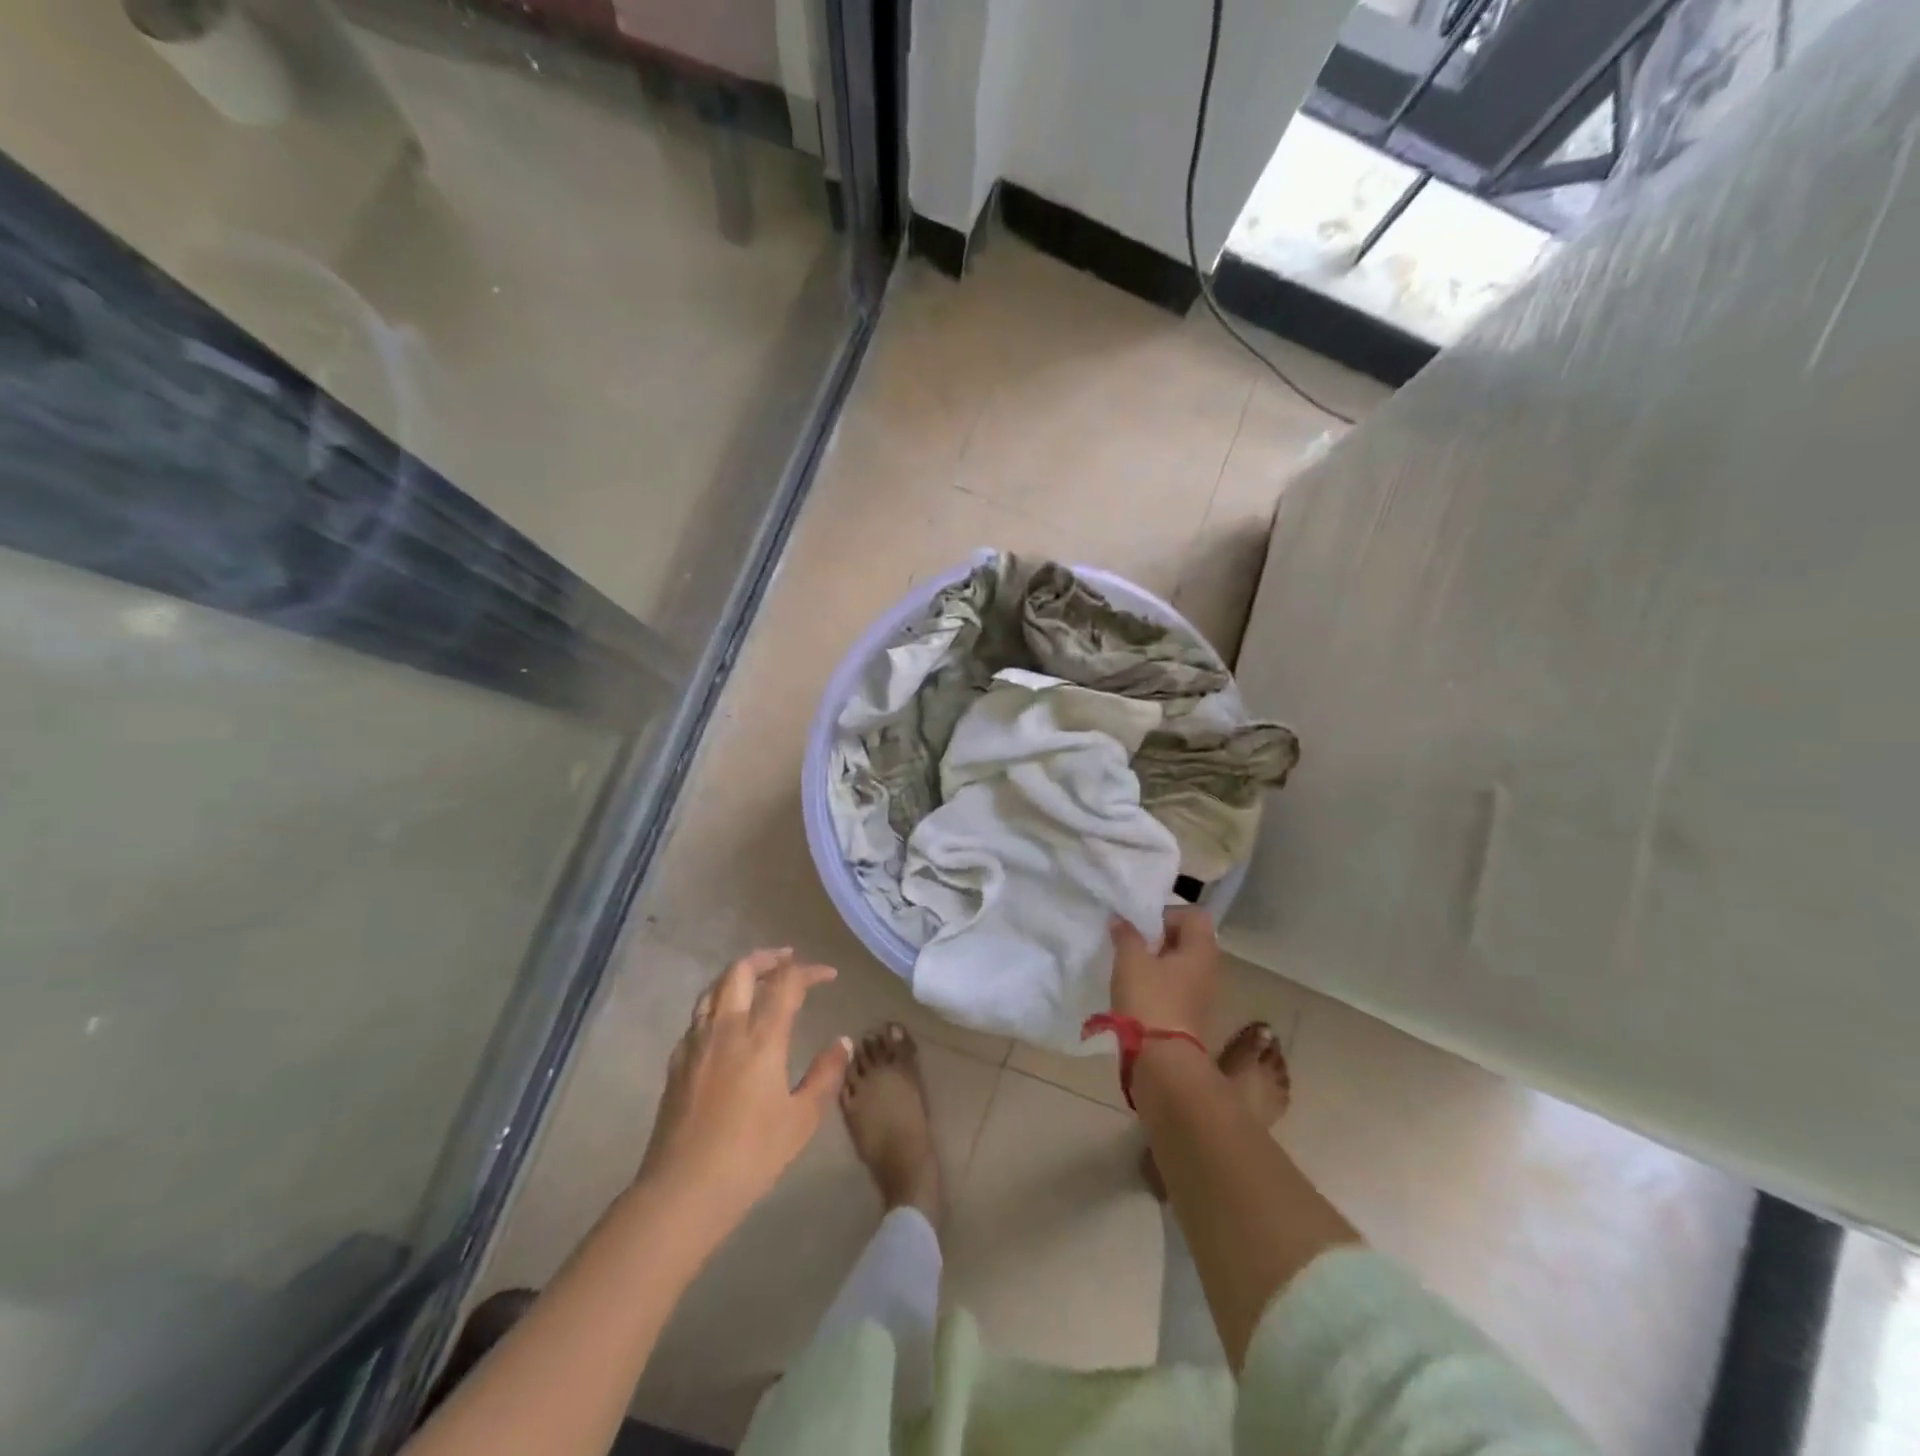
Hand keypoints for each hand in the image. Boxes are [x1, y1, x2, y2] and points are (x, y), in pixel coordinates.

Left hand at [637, 949, 851, 1224]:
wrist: (683, 1191)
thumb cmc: (751, 1155)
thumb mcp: (802, 1119)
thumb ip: (825, 1074)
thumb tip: (841, 1042)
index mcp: (761, 1037)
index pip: (786, 983)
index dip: (809, 971)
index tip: (828, 975)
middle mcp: (726, 1028)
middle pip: (741, 970)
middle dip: (767, 957)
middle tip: (788, 960)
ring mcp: (696, 1043)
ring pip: (714, 987)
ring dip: (739, 975)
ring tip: (757, 981)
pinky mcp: (676, 1063)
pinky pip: (698, 1016)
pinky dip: (717, 1004)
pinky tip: (726, 1023)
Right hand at [1110, 907, 1218, 1040]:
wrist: (1162, 1061)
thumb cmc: (1150, 1000)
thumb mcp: (1130, 960)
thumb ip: (1125, 934)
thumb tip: (1120, 919)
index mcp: (1201, 949)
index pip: (1193, 914)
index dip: (1167, 913)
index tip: (1141, 925)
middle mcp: (1208, 968)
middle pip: (1186, 939)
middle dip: (1157, 937)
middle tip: (1132, 943)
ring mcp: (1201, 993)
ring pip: (1179, 964)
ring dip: (1155, 961)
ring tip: (1129, 966)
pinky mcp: (1189, 1014)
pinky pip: (1174, 986)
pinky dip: (1157, 983)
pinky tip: (1135, 990)